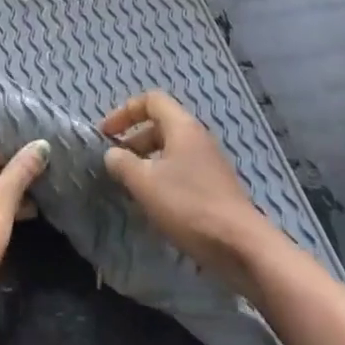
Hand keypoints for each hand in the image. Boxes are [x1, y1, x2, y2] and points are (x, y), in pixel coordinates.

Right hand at [100, 91, 276, 293]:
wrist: (239, 244)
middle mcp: (198, 137)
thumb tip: (112, 154)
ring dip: (146, 160)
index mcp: (183, 127)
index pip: (151, 100)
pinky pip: (181, 169)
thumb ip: (123, 163)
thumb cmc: (188, 205)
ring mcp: (209, 162)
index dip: (125, 111)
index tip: (106, 134)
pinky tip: (152, 202)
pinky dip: (161, 177)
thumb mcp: (145, 183)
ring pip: (170, 149)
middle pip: (161, 124)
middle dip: (133, 138)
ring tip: (129, 184)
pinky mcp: (213, 185)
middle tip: (114, 162)